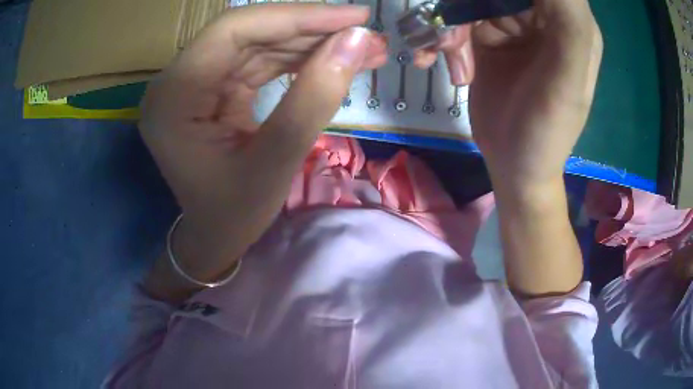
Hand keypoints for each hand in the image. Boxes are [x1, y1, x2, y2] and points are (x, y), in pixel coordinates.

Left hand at [140, 4, 386, 301]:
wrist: (214, 236)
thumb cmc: (234, 214)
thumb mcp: (274, 164)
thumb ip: (314, 99)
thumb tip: (358, 42)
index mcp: (173, 98)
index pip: (233, 31)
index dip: (297, 16)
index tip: (355, 17)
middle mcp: (177, 80)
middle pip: (248, 32)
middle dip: (312, 30)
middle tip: (368, 35)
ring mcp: (194, 81)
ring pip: (259, 42)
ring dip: (312, 42)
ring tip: (364, 48)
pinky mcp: (213, 86)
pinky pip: (259, 60)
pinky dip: (299, 58)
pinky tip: (334, 59)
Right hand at [415, 0, 602, 189]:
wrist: (513, 166)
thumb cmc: (546, 134)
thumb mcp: (566, 84)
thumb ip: (569, 28)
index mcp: (571, 23)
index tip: (484, 7)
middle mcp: (542, 16)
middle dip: (468, 6)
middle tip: (455, 40)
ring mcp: (512, 24)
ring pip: (471, 1)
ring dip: (450, 26)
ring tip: (446, 58)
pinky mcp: (487, 36)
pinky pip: (456, 20)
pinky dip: (440, 37)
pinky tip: (430, 58)